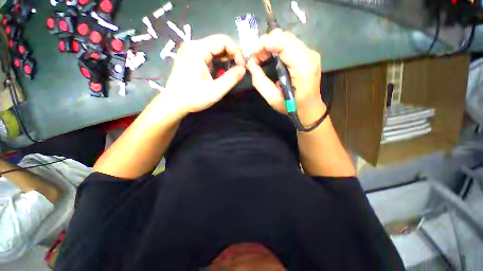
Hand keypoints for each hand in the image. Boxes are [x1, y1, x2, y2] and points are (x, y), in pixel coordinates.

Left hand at [163, 35, 245, 114]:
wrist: (174, 103)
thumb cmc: (193, 98)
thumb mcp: (215, 91)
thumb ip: (231, 79)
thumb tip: (243, 69)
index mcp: (197, 49)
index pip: (223, 41)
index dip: (236, 52)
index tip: (242, 67)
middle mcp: (193, 45)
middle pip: (219, 43)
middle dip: (232, 55)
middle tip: (239, 69)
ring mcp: (190, 51)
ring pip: (214, 49)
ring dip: (226, 59)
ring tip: (232, 71)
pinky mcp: (190, 57)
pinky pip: (208, 54)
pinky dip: (218, 61)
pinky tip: (221, 71)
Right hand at [246, 29, 324, 125]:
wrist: (309, 108)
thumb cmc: (292, 107)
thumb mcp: (272, 98)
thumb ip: (260, 81)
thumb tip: (251, 64)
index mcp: (302, 67)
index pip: (283, 43)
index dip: (265, 43)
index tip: (252, 54)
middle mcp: (309, 55)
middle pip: (285, 36)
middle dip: (266, 44)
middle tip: (256, 58)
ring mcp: (311, 53)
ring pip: (287, 38)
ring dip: (271, 45)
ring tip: (261, 58)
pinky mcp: (308, 55)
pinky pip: (290, 44)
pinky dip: (277, 47)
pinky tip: (271, 57)